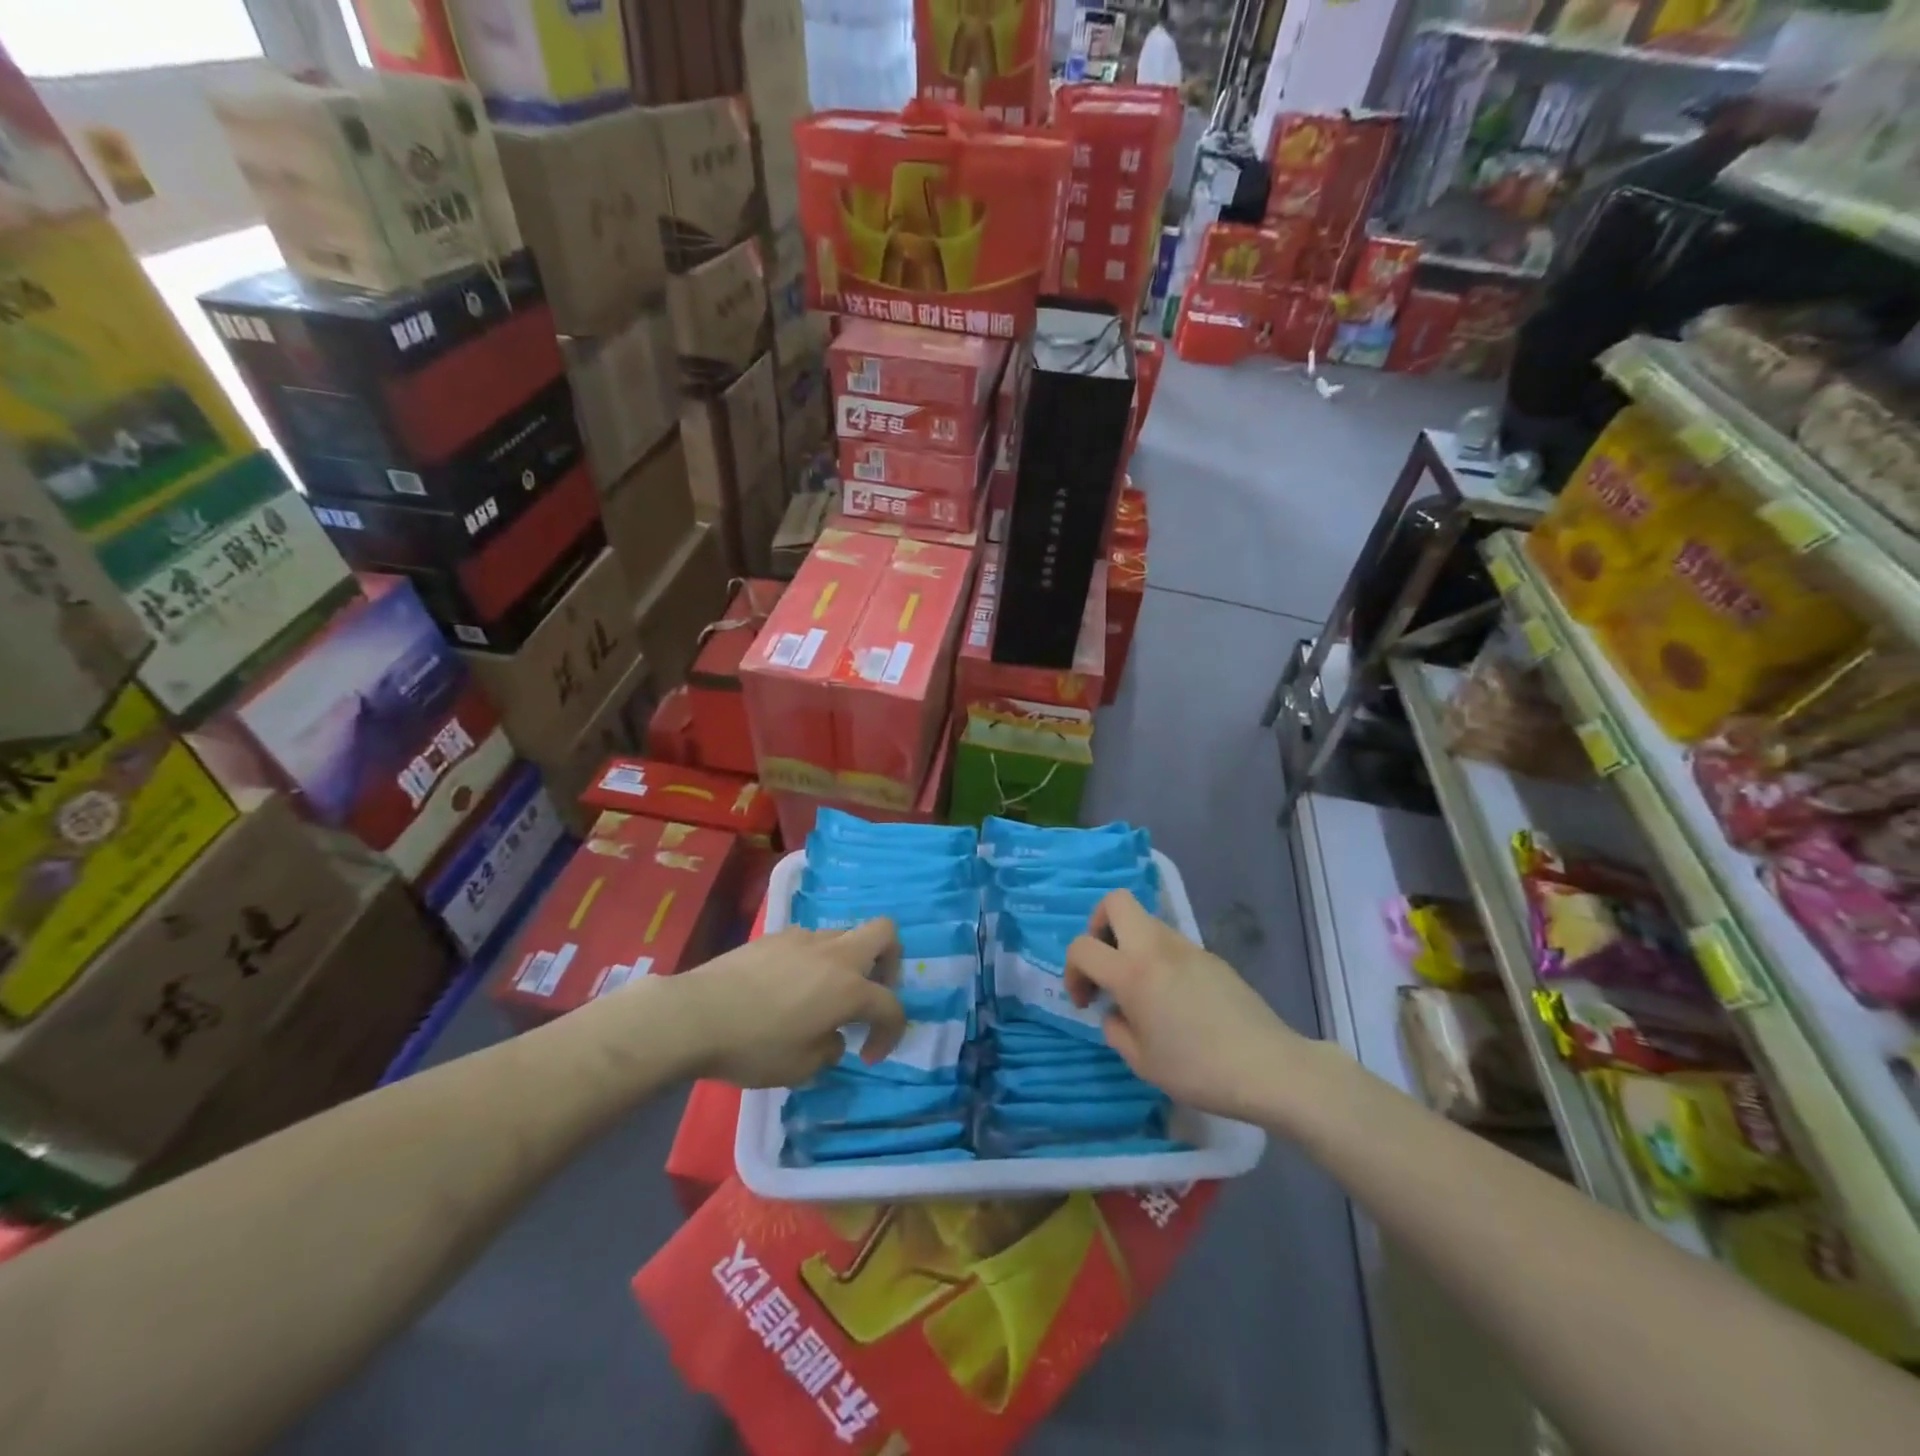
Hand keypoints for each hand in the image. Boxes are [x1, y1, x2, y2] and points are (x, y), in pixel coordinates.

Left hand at [678, 920, 905, 1088]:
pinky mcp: (775, 935)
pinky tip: (788, 985)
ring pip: (844, 935)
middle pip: (884, 933)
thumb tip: (831, 1035)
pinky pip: (809, 941)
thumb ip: (829, 1049)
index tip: (869, 1056)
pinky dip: (813, 959)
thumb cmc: (754, 1046)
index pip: (891, 1005)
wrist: (696, 1014)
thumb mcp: (801, 1068)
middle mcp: (834, 955)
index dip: (891, 1033)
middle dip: (890, 961)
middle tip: (871, 992)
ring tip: (823, 994)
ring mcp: (804, 939)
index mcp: (849, 988)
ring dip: (847, 961)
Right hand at [1067, 890, 1304, 1121]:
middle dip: (1098, 926)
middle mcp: (1156, 946)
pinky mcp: (1210, 956)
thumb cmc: (1198, 1069)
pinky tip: (1173, 998)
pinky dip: (1158, 957)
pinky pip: (1171, 942)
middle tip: (1105, 965)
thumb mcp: (1142, 1062)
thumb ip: (1116, 1030)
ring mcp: (1187, 946)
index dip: (1072, 971)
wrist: (1268, 1067)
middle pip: (1114, 902)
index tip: (1086, 1002)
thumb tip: (1116, 1013)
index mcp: (1132, 972)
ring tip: (1139, 987)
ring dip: (1130, 942)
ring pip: (1145, 920)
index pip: (1082, 946)